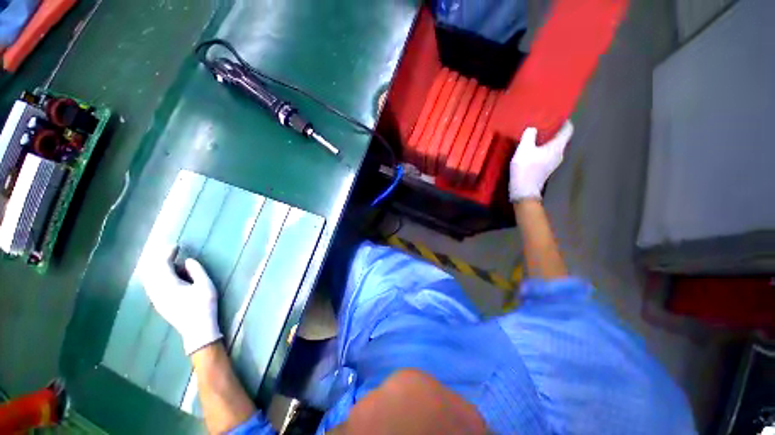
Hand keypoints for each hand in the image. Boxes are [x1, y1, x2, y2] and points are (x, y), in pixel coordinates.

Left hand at [140, 246, 221, 354]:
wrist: (197, 330)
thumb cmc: (204, 306)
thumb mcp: (206, 286)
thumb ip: (197, 271)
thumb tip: (188, 260)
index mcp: (169, 285)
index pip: (162, 265)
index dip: (167, 253)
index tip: (177, 246)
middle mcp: (157, 291)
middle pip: (151, 271)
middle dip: (159, 259)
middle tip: (171, 251)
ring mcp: (156, 298)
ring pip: (149, 278)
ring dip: (156, 267)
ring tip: (167, 261)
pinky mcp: (158, 303)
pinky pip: (150, 285)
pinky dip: (155, 276)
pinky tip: (164, 275)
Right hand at [509, 121, 573, 201]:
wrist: (524, 190)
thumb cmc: (525, 169)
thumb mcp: (523, 150)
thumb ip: (528, 136)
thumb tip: (532, 128)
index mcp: (557, 147)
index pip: (568, 130)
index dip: (564, 121)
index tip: (556, 116)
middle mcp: (559, 154)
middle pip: (561, 138)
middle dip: (553, 130)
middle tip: (542, 124)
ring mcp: (553, 163)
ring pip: (554, 147)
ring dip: (547, 141)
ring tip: (535, 137)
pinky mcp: (546, 169)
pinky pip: (548, 154)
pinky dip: (543, 149)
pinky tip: (532, 150)